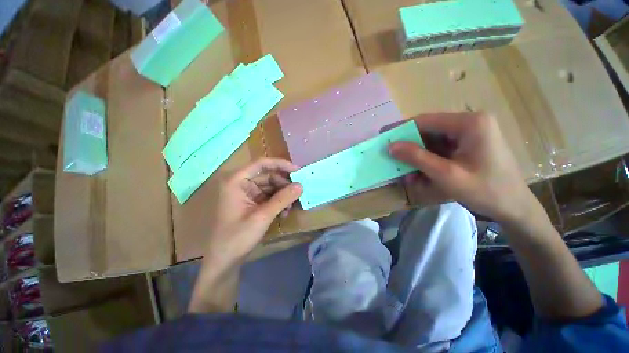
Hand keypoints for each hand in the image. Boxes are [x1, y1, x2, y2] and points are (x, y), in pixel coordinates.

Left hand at [204, 157, 302, 267]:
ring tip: (290, 208)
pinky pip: (268, 196)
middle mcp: (240, 183)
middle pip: (268, 175)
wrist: (224, 261)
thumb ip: (282, 199)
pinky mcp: (250, 202)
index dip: (281, 165)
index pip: (262, 163)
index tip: (298, 172)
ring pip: (270, 186)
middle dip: (284, 184)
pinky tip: (283, 213)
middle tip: (298, 193)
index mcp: (236, 181)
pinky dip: (278, 202)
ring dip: (282, 195)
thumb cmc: (237, 238)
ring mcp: (246, 193)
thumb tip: (301, 186)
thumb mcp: (262, 216)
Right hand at [389, 112, 537, 223]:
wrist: (514, 208)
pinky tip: (420, 175)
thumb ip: (416, 157)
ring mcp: (469, 134)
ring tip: (407, 174)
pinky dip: (427, 161)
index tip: (381, 135)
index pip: (425, 120)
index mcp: (469, 123)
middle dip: (409, 147)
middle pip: (428, 131)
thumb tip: (391, 146)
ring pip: (432, 141)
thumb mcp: (446, 174)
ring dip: (417, 157)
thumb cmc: (485, 191)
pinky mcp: (467, 144)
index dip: (400, 128)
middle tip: (392, 159)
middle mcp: (469, 123)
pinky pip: (440, 149)